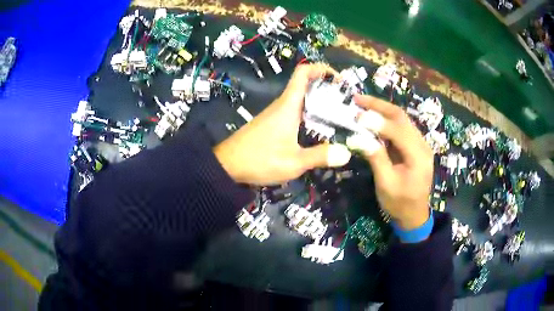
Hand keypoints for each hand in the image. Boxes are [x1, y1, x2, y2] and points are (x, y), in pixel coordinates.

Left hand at [214, 64, 351, 184]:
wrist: (227, 166)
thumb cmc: (259, 160)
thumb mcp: (293, 162)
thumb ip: (320, 157)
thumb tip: (346, 154)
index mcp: (288, 105)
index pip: (303, 73)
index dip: (321, 69)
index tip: (340, 79)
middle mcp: (283, 105)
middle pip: (306, 85)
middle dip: (328, 89)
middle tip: (346, 104)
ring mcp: (276, 114)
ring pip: (302, 100)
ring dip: (320, 103)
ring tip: (340, 117)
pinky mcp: (272, 124)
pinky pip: (295, 112)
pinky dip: (310, 115)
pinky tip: (319, 131)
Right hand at [347, 94, 433, 229]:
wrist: (414, 215)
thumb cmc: (399, 203)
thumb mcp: (386, 184)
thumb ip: (376, 158)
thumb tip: (359, 137)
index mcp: (418, 156)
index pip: (398, 130)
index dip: (377, 121)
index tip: (356, 115)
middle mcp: (422, 145)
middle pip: (401, 117)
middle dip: (379, 106)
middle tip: (357, 99)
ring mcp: (420, 144)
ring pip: (402, 119)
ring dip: (382, 110)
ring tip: (362, 104)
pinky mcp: (415, 146)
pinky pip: (401, 128)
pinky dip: (386, 120)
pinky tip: (373, 118)